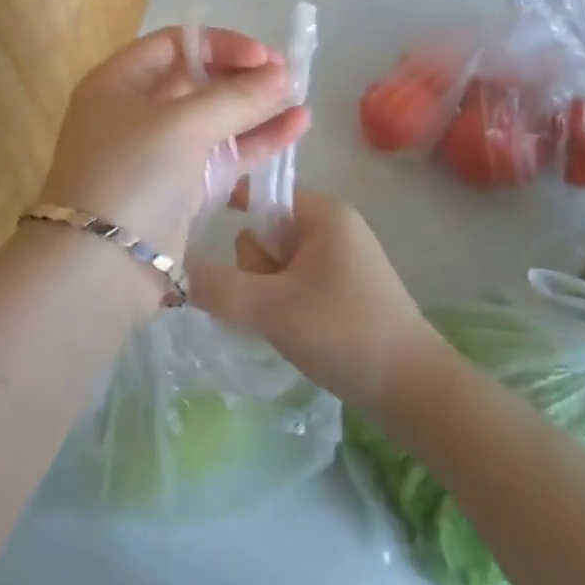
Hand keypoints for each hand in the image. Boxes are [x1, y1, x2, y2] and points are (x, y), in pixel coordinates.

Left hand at [39, 26, 310, 260]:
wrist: (100, 266)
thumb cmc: (133, 173)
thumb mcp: (182, 124)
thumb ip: (236, 97)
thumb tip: (281, 74)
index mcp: (119, 82)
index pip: (175, 44)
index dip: (221, 45)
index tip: (264, 56)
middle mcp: (135, 111)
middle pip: (197, 81)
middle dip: (243, 77)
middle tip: (288, 77)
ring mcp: (158, 152)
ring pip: (214, 120)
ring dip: (256, 109)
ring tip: (302, 101)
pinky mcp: (179, 189)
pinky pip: (222, 155)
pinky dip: (255, 142)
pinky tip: (296, 129)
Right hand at [189, 191, 439, 416]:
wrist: (414, 391)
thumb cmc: (344, 333)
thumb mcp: (271, 308)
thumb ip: (217, 286)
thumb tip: (169, 267)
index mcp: (323, 213)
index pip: (262, 193)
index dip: (233, 213)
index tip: (205, 237)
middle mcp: (333, 226)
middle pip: (266, 231)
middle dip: (256, 268)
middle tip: (270, 302)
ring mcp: (340, 258)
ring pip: (277, 262)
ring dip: (267, 291)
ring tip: (284, 322)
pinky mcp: (343, 288)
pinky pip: (294, 281)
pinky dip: (283, 302)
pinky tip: (292, 330)